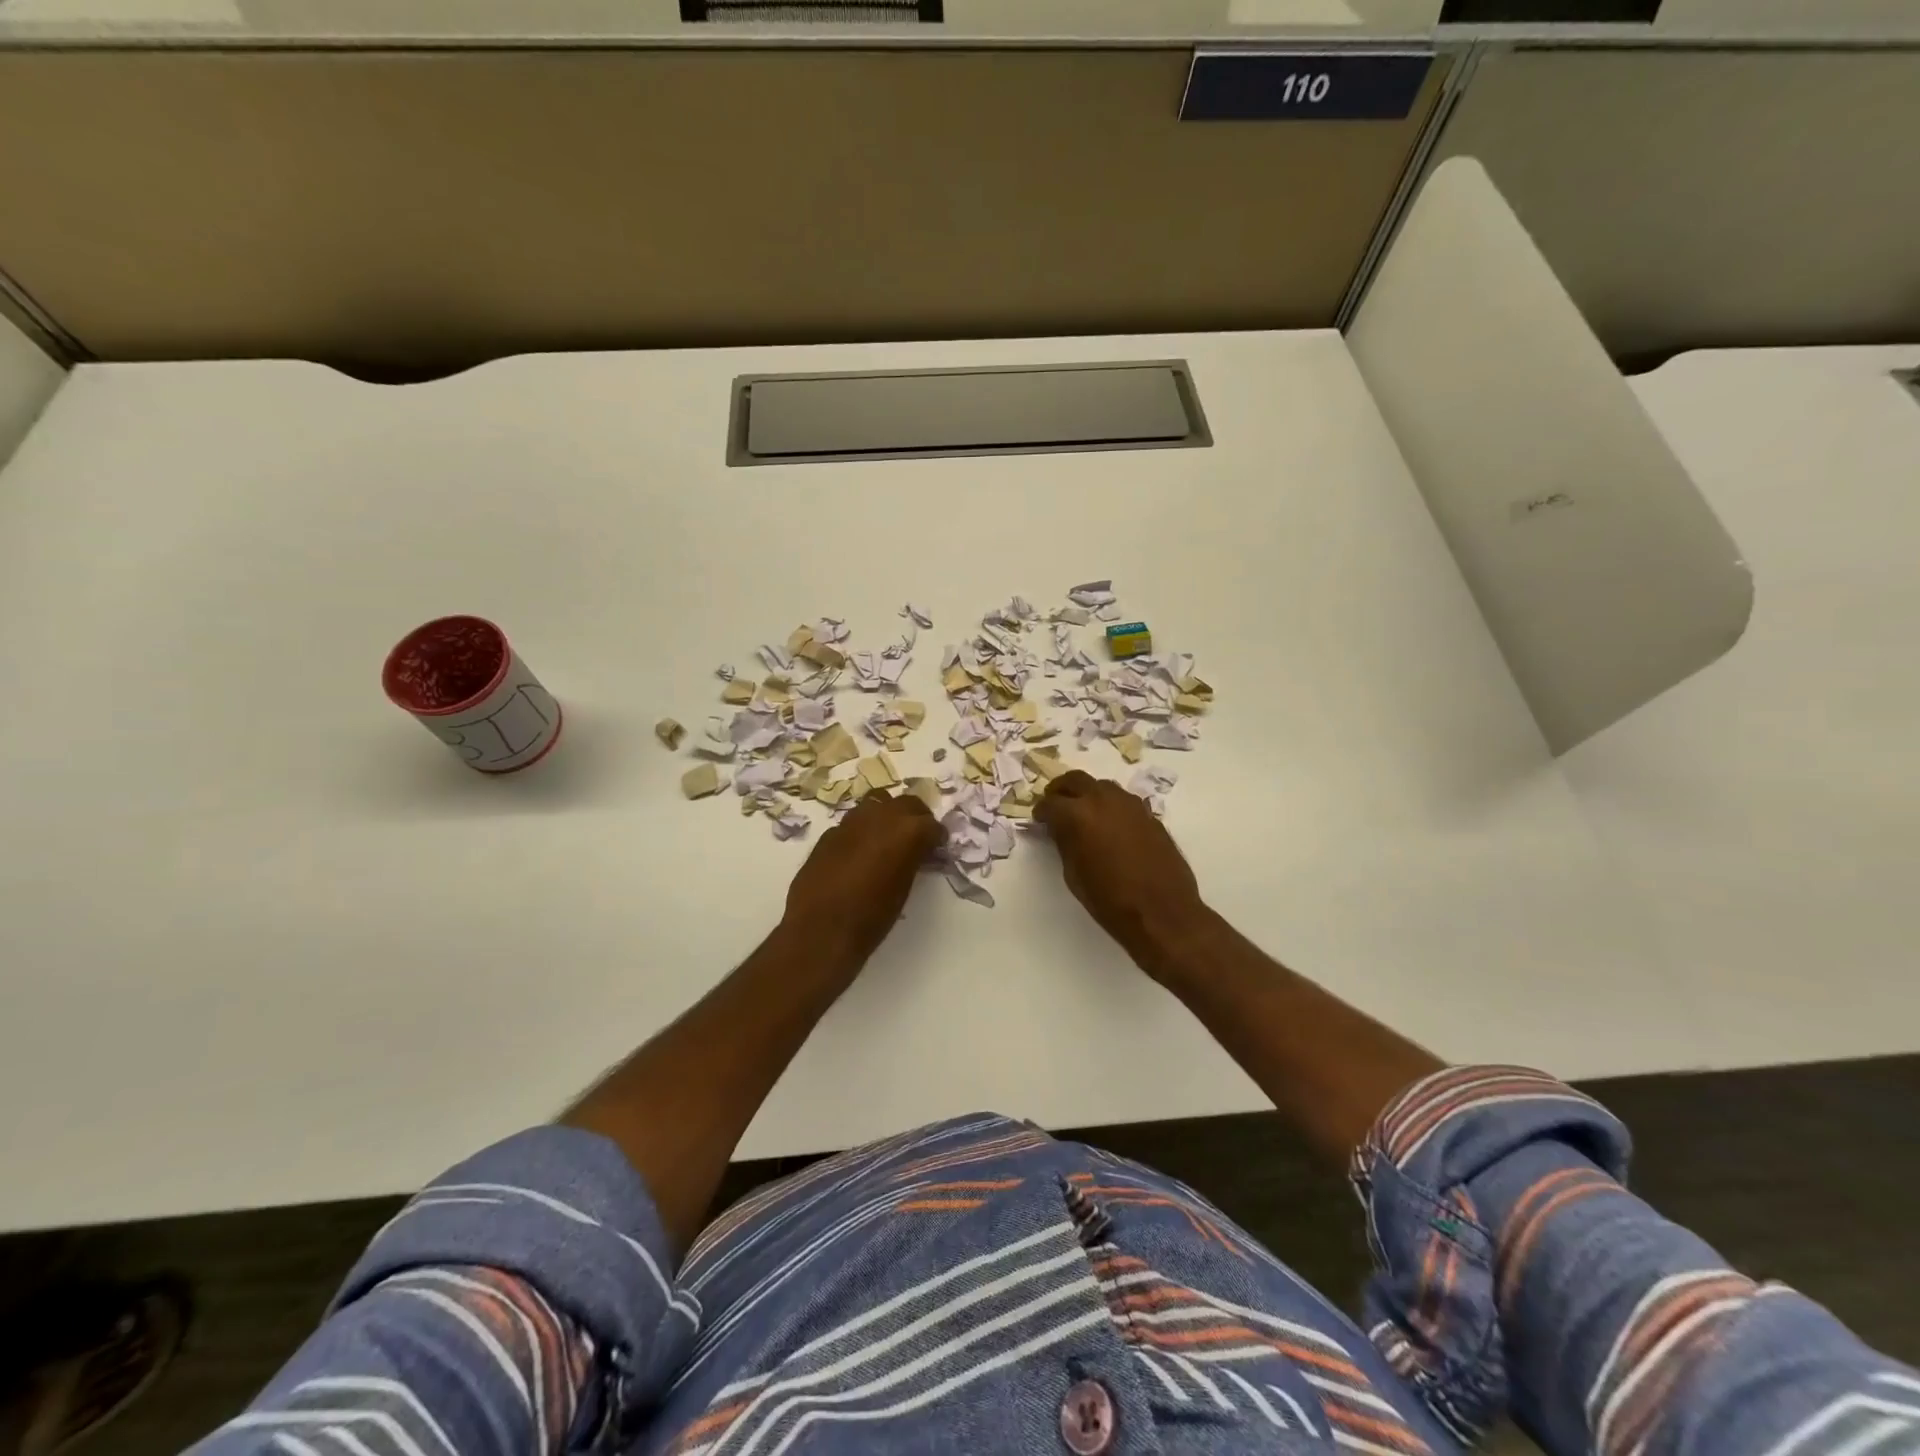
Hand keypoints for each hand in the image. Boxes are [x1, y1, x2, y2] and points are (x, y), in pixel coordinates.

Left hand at [783, 790, 943, 972]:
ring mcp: (852, 821)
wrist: (821, 928)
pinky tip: (860, 852)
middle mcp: (882, 816)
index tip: (937, 848)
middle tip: (917, 838)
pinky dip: (863, 831)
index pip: (932, 825)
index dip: (936, 837)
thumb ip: (911, 861)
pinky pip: (854, 823)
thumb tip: (914, 854)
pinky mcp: (830, 832)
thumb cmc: (872, 917)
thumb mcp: (904, 888)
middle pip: (907, 803)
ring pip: (877, 802)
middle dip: (916, 817)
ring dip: (887, 816)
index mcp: (908, 831)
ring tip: (888, 838)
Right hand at [1036, 770, 1207, 967]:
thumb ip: (1064, 843)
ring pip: (1102, 786)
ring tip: (1083, 815)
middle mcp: (1103, 800)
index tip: (1039, 820)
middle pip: (1075, 780)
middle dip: (1061, 791)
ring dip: (1088, 795)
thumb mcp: (1074, 875)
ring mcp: (1130, 804)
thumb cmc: (1110, 901)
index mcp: (1078, 815)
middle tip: (1056, 806)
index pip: (1050, 803)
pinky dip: (1111, 806)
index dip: (1041, 812)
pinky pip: (1123, 801)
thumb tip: (1060, 829)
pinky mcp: (1149, 815)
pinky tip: (1110, 826)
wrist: (1162, 913)